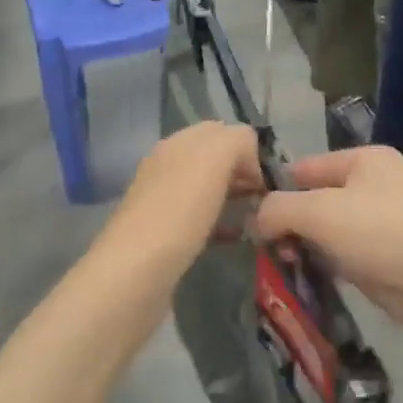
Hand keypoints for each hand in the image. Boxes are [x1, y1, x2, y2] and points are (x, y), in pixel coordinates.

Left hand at [94, 122, 263, 291]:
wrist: (135, 272)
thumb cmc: (178, 212)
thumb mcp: (214, 158)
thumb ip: (237, 141)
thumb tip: (249, 158)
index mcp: (177, 143)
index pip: (221, 130)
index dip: (248, 147)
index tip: (267, 177)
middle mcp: (168, 166)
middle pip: (215, 160)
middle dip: (243, 173)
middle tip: (267, 199)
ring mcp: (163, 201)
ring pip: (209, 189)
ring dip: (235, 198)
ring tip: (258, 218)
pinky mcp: (164, 235)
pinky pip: (201, 219)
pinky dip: (221, 224)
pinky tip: (235, 238)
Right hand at [253, 146, 402, 347]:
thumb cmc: (388, 230)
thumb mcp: (322, 211)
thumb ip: (280, 209)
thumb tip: (258, 220)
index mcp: (361, 161)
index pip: (302, 169)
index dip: (273, 190)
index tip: (246, 220)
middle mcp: (372, 189)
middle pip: (313, 203)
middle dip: (287, 226)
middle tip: (262, 254)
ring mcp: (381, 228)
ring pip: (327, 236)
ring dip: (304, 253)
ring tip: (279, 272)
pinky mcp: (387, 265)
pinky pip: (344, 263)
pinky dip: (325, 273)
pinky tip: (304, 286)